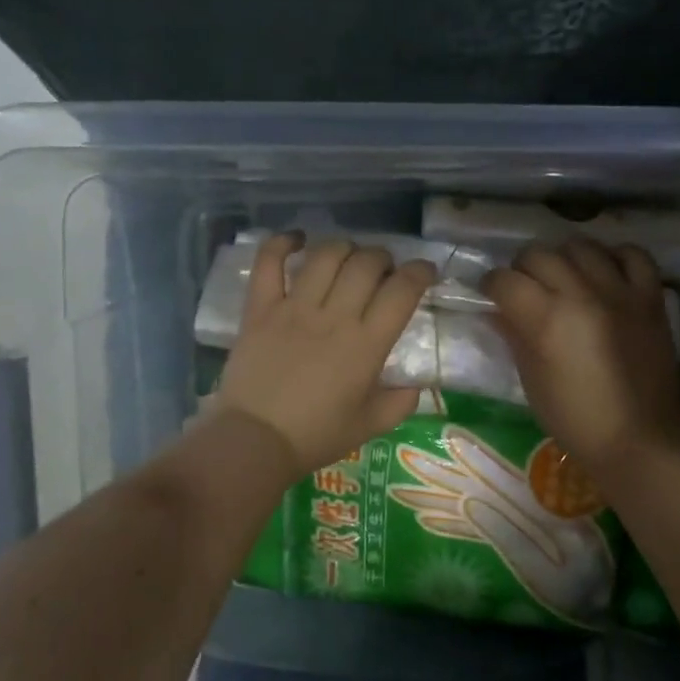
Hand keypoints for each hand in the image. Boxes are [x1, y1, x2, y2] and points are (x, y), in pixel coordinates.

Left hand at [215, 234, 435, 475]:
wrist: (255, 440)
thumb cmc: (316, 436)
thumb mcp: (370, 426)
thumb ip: (400, 403)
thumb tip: (416, 385)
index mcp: (366, 345)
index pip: (402, 291)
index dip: (420, 272)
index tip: (424, 271)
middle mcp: (334, 317)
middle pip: (366, 263)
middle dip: (383, 258)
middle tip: (382, 271)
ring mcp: (294, 308)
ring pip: (326, 256)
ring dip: (344, 248)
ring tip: (347, 258)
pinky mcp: (260, 308)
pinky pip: (269, 263)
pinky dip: (283, 243)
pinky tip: (297, 239)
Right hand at [483, 239, 679, 479]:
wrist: (639, 438)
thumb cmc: (575, 419)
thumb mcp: (531, 381)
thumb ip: (515, 336)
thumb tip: (498, 311)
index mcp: (546, 318)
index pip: (504, 280)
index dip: (490, 285)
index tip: (490, 295)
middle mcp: (581, 293)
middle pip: (539, 254)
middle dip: (522, 268)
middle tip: (524, 288)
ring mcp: (619, 291)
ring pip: (581, 246)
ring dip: (563, 258)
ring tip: (563, 277)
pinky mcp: (650, 297)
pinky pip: (632, 255)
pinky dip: (614, 257)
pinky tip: (604, 273)